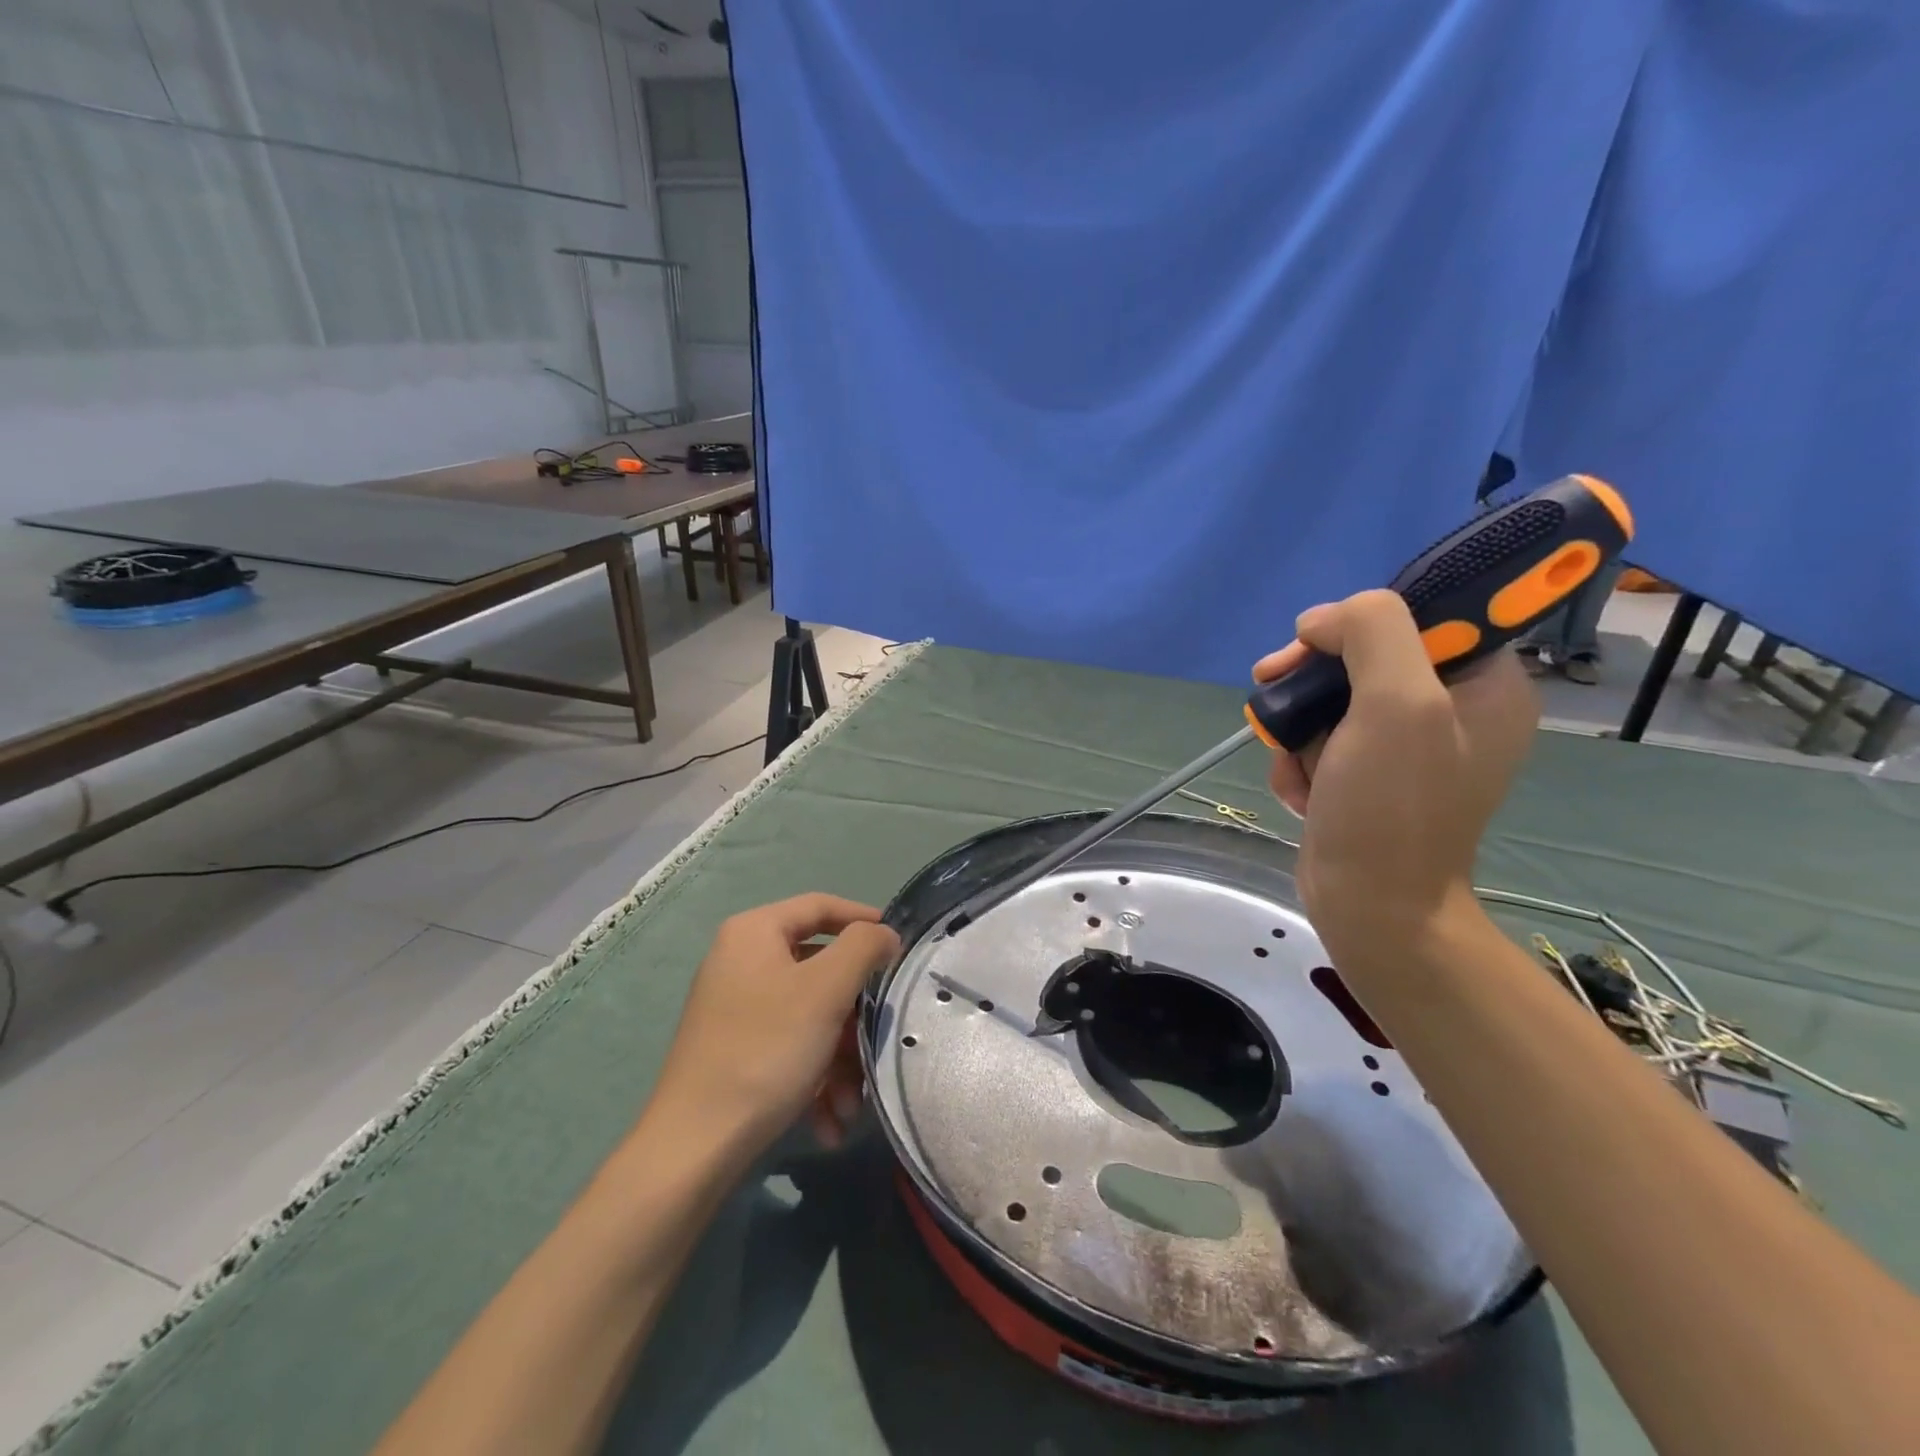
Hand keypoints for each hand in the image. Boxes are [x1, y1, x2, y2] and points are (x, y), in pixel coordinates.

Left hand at [649, 895, 900, 1157]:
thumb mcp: (826, 989)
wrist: (694, 1147)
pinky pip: (789, 1045)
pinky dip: (815, 1077)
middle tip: (876, 1039)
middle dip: (854, 1014)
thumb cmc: (766, 1050)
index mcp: (754, 932)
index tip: (899, 947)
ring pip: (810, 1015)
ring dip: (839, 1059)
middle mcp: (740, 961)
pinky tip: (828, 1120)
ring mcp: (735, 1007)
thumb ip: (863, 947)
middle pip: (819, 969)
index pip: (820, 905)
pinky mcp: (734, 1048)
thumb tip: (883, 935)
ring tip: (849, 1105)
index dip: (863, 919)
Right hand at [1252, 590, 1536, 961]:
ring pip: (1331, 700)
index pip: (1417, 615)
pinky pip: (1322, 740)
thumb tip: (1320, 623)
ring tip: (1298, 767)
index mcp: (1484, 684)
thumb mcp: (1397, 703)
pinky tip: (1302, 791)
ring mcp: (1407, 746)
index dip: (1358, 622)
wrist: (1371, 907)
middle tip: (1272, 691)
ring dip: (1298, 729)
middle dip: (1312, 682)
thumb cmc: (1392, 808)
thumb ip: (1372, 632)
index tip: (1313, 647)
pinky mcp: (1369, 774)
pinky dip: (1300, 761)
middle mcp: (1451, 710)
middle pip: (1363, 656)